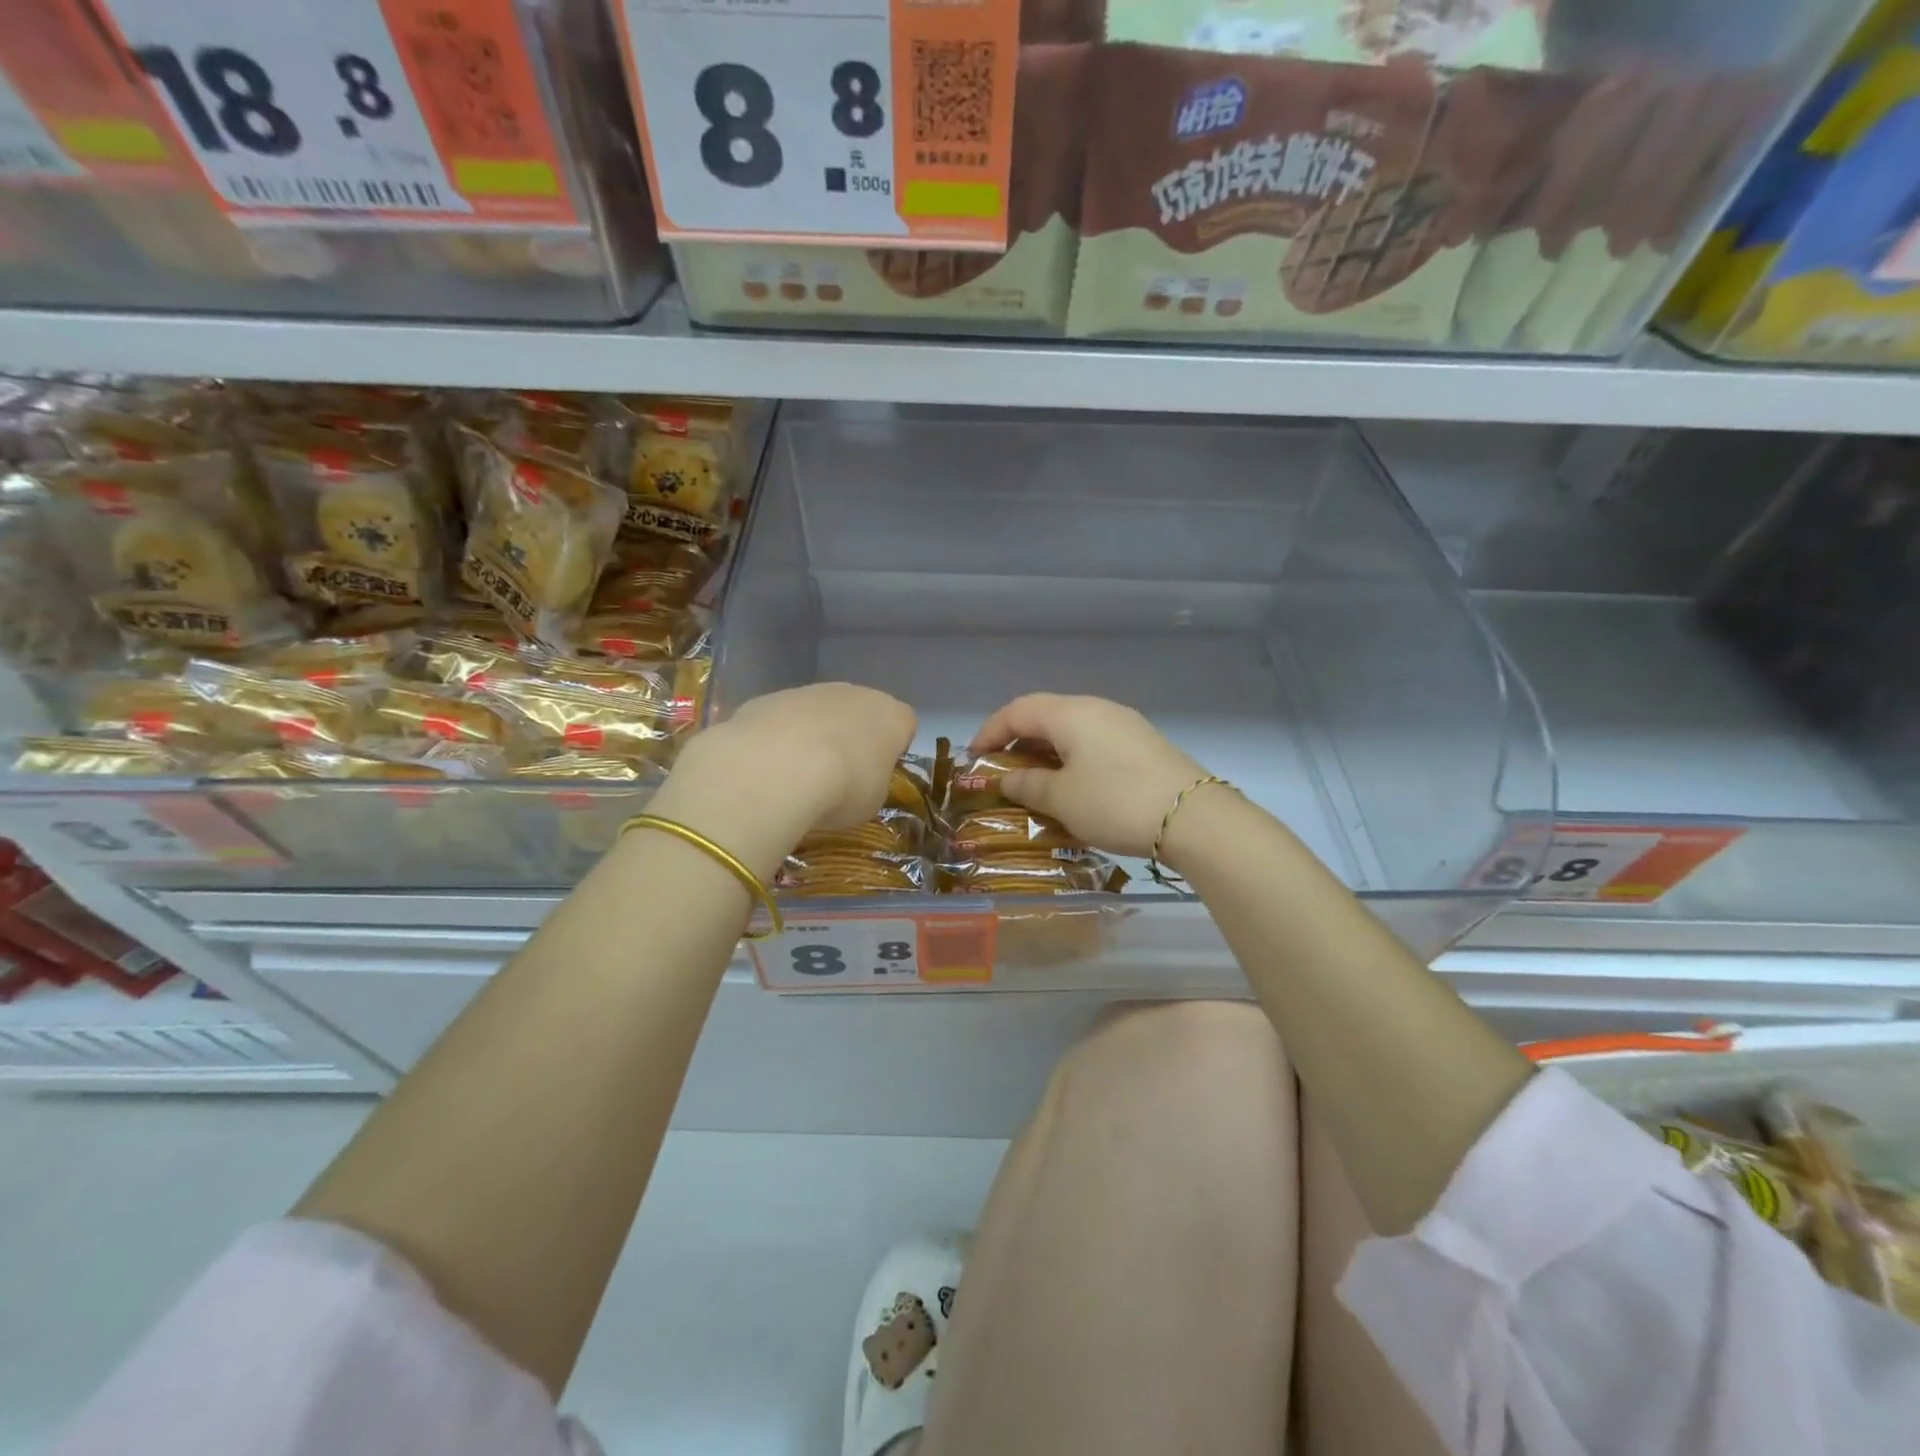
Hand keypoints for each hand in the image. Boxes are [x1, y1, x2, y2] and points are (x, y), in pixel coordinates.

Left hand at [648, 683, 915, 879]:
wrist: (779, 767)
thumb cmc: (844, 788)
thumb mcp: (873, 800)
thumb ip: (873, 782)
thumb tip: (859, 781)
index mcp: (892, 716)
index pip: (905, 724)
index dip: (894, 748)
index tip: (879, 772)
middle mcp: (855, 693)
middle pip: (860, 711)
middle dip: (852, 737)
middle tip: (840, 775)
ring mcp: (810, 691)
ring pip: (819, 712)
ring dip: (814, 735)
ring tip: (798, 774)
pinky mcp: (770, 697)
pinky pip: (784, 719)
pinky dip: (780, 738)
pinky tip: (769, 766)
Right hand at [969, 694, 1207, 858]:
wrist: (1194, 817)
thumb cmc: (1115, 802)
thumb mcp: (1062, 798)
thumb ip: (1028, 784)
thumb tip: (1008, 779)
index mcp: (1070, 713)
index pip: (1017, 711)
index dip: (990, 732)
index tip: (973, 758)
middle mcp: (1096, 708)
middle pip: (1045, 715)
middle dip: (1017, 740)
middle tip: (1000, 770)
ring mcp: (1124, 724)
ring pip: (1071, 729)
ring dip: (1045, 750)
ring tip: (1032, 780)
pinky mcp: (1142, 743)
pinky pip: (1093, 742)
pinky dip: (1071, 757)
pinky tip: (1071, 784)